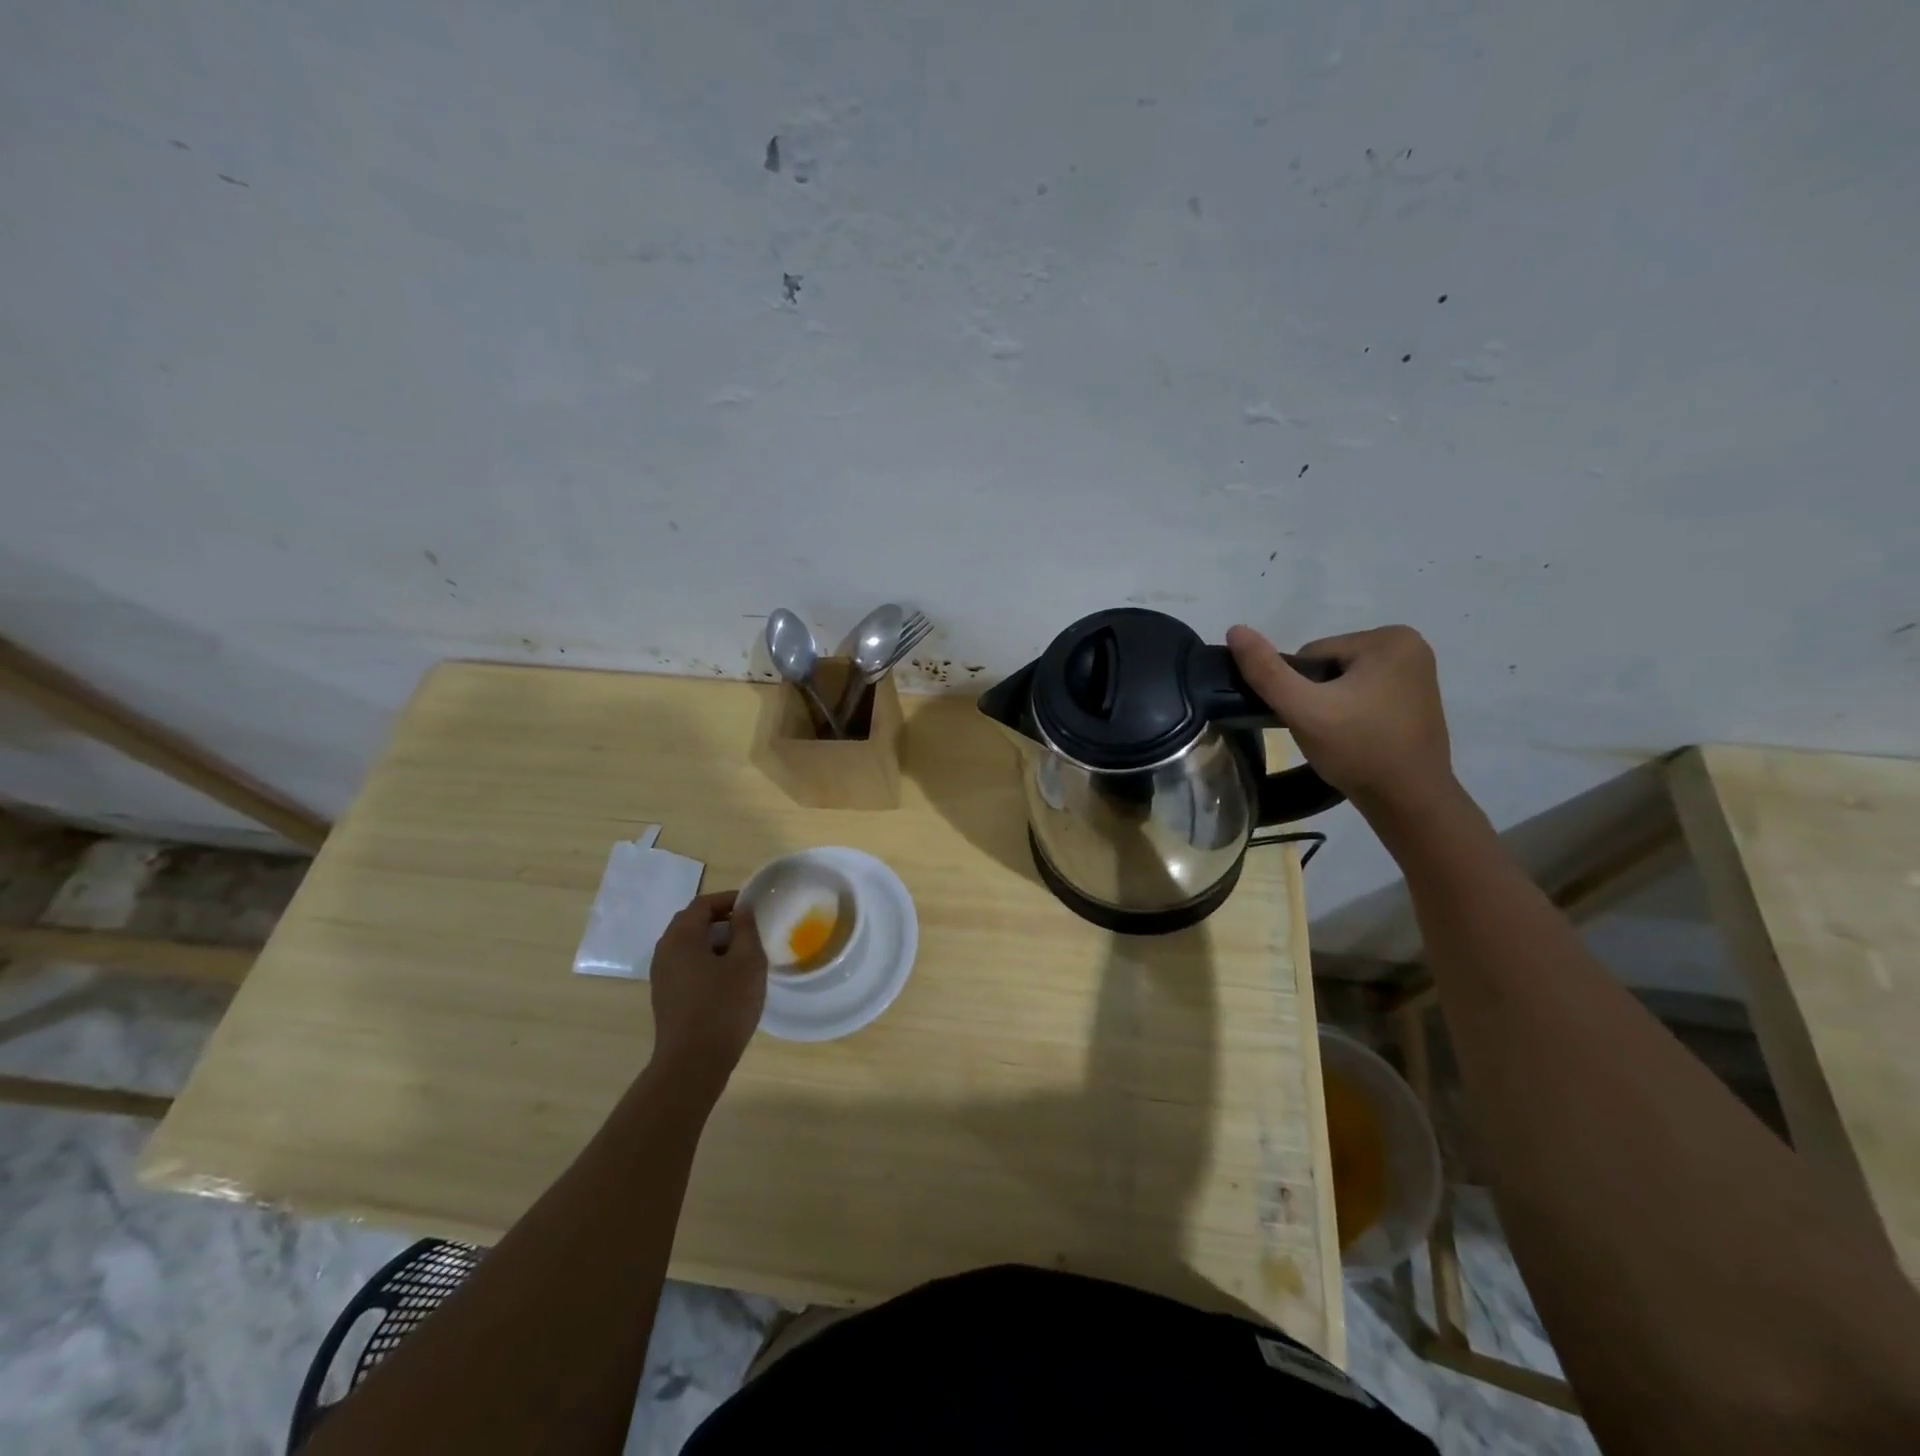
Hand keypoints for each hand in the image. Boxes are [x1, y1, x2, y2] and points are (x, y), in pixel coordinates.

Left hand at [646, 891, 767, 1096]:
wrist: (692, 1063)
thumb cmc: (724, 1006)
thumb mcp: (747, 962)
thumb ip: (745, 929)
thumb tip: (742, 909)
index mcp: (682, 937)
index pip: (703, 904)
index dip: (729, 900)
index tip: (753, 907)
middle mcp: (665, 950)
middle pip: (691, 922)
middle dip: (720, 920)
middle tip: (749, 928)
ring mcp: (661, 975)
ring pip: (688, 945)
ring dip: (713, 942)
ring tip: (742, 954)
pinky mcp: (665, 995)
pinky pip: (685, 965)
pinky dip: (705, 961)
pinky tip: (727, 979)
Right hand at [1226, 623, 1454, 813]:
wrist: (1409, 802)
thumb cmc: (1359, 750)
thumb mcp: (1304, 710)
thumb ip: (1266, 671)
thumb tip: (1235, 630)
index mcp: (1389, 638)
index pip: (1312, 654)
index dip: (1300, 688)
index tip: (1314, 719)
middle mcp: (1410, 645)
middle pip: (1329, 665)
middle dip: (1318, 696)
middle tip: (1325, 732)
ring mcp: (1418, 671)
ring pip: (1344, 681)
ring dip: (1332, 706)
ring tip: (1340, 738)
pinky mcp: (1417, 696)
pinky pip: (1365, 694)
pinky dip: (1352, 713)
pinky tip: (1357, 737)